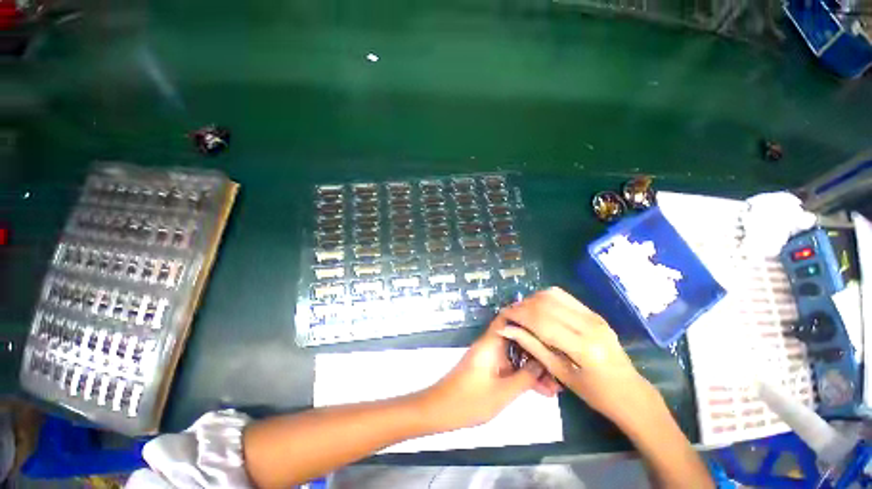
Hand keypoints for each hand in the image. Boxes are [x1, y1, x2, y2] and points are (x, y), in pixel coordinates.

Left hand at [418, 325, 561, 431]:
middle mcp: (491, 345)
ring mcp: (490, 357)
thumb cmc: (470, 400)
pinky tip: (542, 389)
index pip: (508, 318)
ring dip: (533, 366)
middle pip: (517, 338)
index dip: (526, 315)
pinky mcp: (490, 368)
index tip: (547, 321)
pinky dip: (524, 374)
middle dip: (538, 349)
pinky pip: (510, 365)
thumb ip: (526, 377)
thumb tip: (544, 362)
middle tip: (560, 361)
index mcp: (491, 343)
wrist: (442, 410)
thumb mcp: (503, 392)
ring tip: (556, 383)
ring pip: (516, 354)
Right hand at [496, 287, 660, 425]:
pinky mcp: (594, 313)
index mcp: (583, 347)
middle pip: (545, 304)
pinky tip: (538, 308)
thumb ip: (532, 347)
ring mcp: (594, 316)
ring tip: (522, 311)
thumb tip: (508, 329)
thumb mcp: (560, 374)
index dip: (518, 315)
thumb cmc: (595, 393)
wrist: (630, 393)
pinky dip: (545, 298)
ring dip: (532, 299)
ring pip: (553, 295)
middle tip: (510, 314)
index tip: (503, 316)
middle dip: (522, 306)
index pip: (541, 321)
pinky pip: (564, 297)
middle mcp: (589, 325)